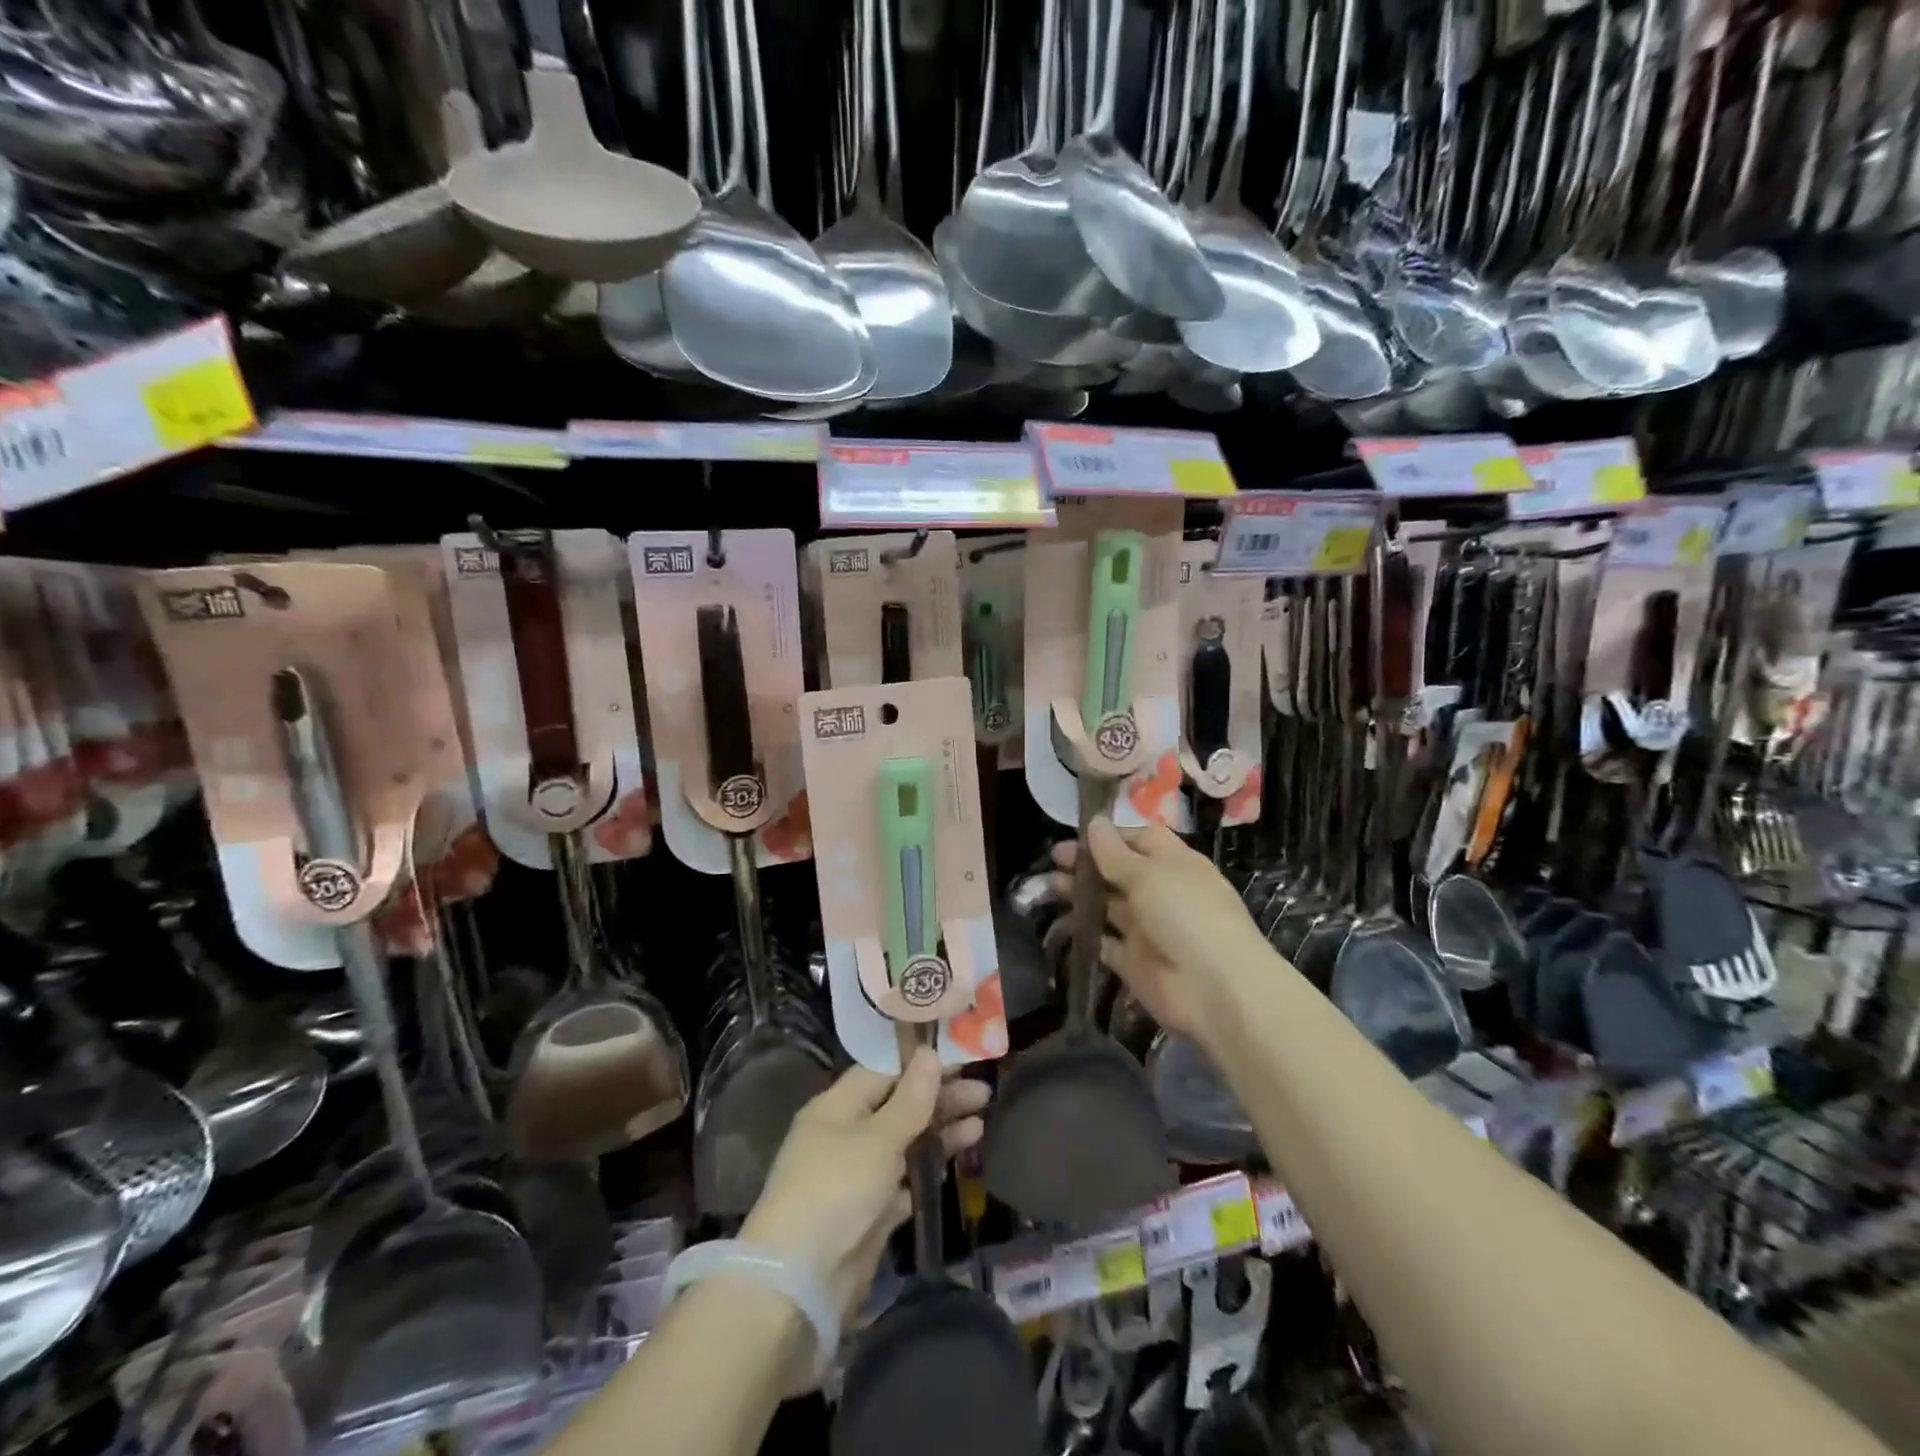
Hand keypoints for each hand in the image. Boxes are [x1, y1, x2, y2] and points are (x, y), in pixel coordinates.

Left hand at [741, 1050, 987, 1322]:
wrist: (801, 1284)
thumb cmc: (836, 1190)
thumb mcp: (878, 1139)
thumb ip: (910, 1100)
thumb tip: (930, 1053)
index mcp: (837, 1106)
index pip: (884, 1070)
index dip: (921, 1063)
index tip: (961, 1057)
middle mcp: (846, 1134)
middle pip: (899, 1105)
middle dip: (939, 1098)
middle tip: (983, 1093)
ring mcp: (858, 1174)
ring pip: (906, 1141)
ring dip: (940, 1131)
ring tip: (980, 1123)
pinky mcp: (871, 1211)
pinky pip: (906, 1177)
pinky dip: (930, 1166)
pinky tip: (958, 1158)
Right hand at [1052, 817, 1270, 1044]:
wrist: (1215, 990)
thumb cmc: (1186, 915)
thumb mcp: (1149, 874)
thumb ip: (1114, 852)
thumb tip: (1094, 822)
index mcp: (1175, 863)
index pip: (1140, 839)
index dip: (1109, 835)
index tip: (1075, 834)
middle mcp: (1161, 892)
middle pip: (1119, 871)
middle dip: (1088, 864)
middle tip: (1053, 860)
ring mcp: (1147, 928)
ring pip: (1108, 904)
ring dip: (1081, 894)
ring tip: (1048, 885)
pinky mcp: (1133, 961)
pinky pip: (1104, 942)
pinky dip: (1085, 932)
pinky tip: (1060, 921)